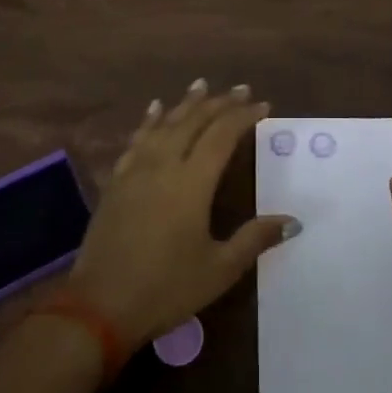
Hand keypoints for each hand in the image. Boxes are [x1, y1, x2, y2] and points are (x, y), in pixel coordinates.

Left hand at [68, 80, 299, 346]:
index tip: (263, 105)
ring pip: (164, 124)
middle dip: (219, 103)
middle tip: (239, 89)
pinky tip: (154, 111)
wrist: (98, 307)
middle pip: (193, 122)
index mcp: (192, 182)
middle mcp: (164, 165)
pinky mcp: (116, 183)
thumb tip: (293, 221)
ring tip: (200, 85)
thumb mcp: (219, 269)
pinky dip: (149, 121)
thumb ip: (255, 239)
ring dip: (185, 104)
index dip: (243, 116)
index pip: (222, 135)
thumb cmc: (165, 288)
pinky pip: (137, 140)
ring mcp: (136, 171)